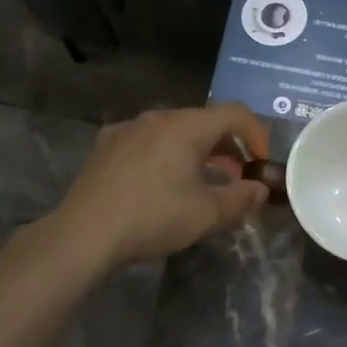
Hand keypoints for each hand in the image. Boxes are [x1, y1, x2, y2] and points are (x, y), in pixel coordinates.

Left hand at [51, 104, 271, 267]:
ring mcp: (128, 128)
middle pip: (203, 121)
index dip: (257, 135)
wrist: (85, 232)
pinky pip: (147, 141)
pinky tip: (159, 182)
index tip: (261, 163)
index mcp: (187, 126)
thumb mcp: (207, 214)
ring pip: (174, 130)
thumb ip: (241, 198)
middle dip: (227, 146)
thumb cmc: (154, 217)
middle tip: (235, 176)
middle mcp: (157, 116)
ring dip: (196, 151)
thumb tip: (259, 189)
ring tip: (201, 181)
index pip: (235, 114)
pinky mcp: (106, 144)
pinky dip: (165, 154)